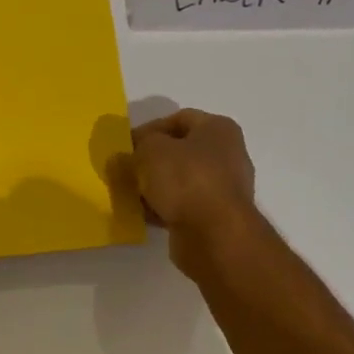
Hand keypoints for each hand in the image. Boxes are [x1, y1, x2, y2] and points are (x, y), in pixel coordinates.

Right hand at [129, 109, 260, 264]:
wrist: (214, 235)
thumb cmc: (185, 180)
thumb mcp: (150, 150)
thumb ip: (137, 146)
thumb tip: (129, 154)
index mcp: (218, 129)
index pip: (178, 118)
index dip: (149, 129)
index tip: (127, 145)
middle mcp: (227, 155)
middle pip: (180, 151)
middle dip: (150, 160)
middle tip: (126, 170)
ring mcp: (224, 188)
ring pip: (180, 180)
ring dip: (155, 186)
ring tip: (130, 194)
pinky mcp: (216, 216)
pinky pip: (183, 205)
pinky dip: (164, 207)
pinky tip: (144, 214)